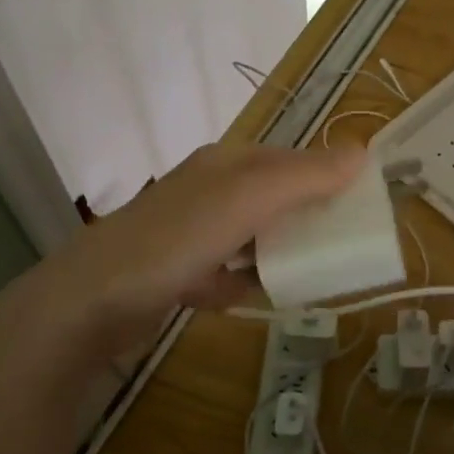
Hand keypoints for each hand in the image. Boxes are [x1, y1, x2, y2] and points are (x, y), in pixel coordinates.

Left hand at [28, 143, 366, 356]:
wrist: (91, 302)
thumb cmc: (177, 239)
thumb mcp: (246, 199)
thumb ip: (303, 177)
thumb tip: (362, 151)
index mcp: (226, 164)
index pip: (290, 160)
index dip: (326, 178)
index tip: (360, 209)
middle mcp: (208, 191)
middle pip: (271, 199)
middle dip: (304, 220)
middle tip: (340, 249)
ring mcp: (189, 233)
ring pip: (249, 237)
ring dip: (275, 253)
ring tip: (308, 275)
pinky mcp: (175, 273)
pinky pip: (223, 274)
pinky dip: (239, 284)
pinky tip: (250, 299)